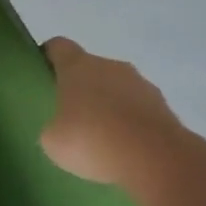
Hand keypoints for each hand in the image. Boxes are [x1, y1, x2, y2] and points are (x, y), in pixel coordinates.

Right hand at [39, 38, 186, 189]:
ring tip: (99, 137)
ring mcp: (142, 84)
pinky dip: (129, 122)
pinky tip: (123, 147)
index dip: (48, 56)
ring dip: (108, 104)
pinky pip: (137, 109)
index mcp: (78, 66)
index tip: (42, 73)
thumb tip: (62, 127)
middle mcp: (111, 66)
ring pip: (116, 88)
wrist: (154, 159)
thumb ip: (54, 126)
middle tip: (69, 115)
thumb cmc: (91, 140)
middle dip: (80, 87)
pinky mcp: (164, 106)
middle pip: (90, 68)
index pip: (59, 46)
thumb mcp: (53, 140)